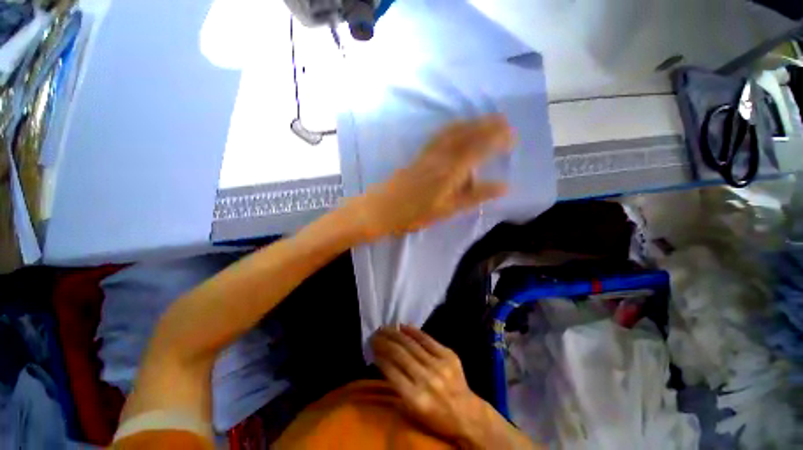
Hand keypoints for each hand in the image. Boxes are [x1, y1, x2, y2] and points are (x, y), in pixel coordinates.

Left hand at [353, 115, 512, 239]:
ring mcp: (429, 152)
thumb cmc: (416, 213)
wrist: (383, 208)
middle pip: (468, 134)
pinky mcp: (420, 154)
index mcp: (452, 169)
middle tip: (506, 122)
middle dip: (489, 125)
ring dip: (473, 123)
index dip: (498, 139)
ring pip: (454, 131)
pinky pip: (440, 134)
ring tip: (487, 121)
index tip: (512, 136)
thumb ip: (476, 195)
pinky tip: (457, 128)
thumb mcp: (448, 209)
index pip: (480, 147)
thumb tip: (504, 186)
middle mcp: (442, 155)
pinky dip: (454, 127)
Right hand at [371, 325, 487, 443]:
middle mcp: (426, 380)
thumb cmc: (436, 416)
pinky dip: (413, 331)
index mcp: (416, 399)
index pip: (391, 372)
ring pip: (411, 344)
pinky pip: (427, 339)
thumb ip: (398, 386)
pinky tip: (403, 326)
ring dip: (395, 334)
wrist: (467, 413)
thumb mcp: (412, 410)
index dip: (379, 356)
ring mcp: (439, 365)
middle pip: (400, 355)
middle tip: (375, 334)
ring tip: (385, 328)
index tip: (372, 347)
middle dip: (384, 342)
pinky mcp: (448, 355)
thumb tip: (383, 360)